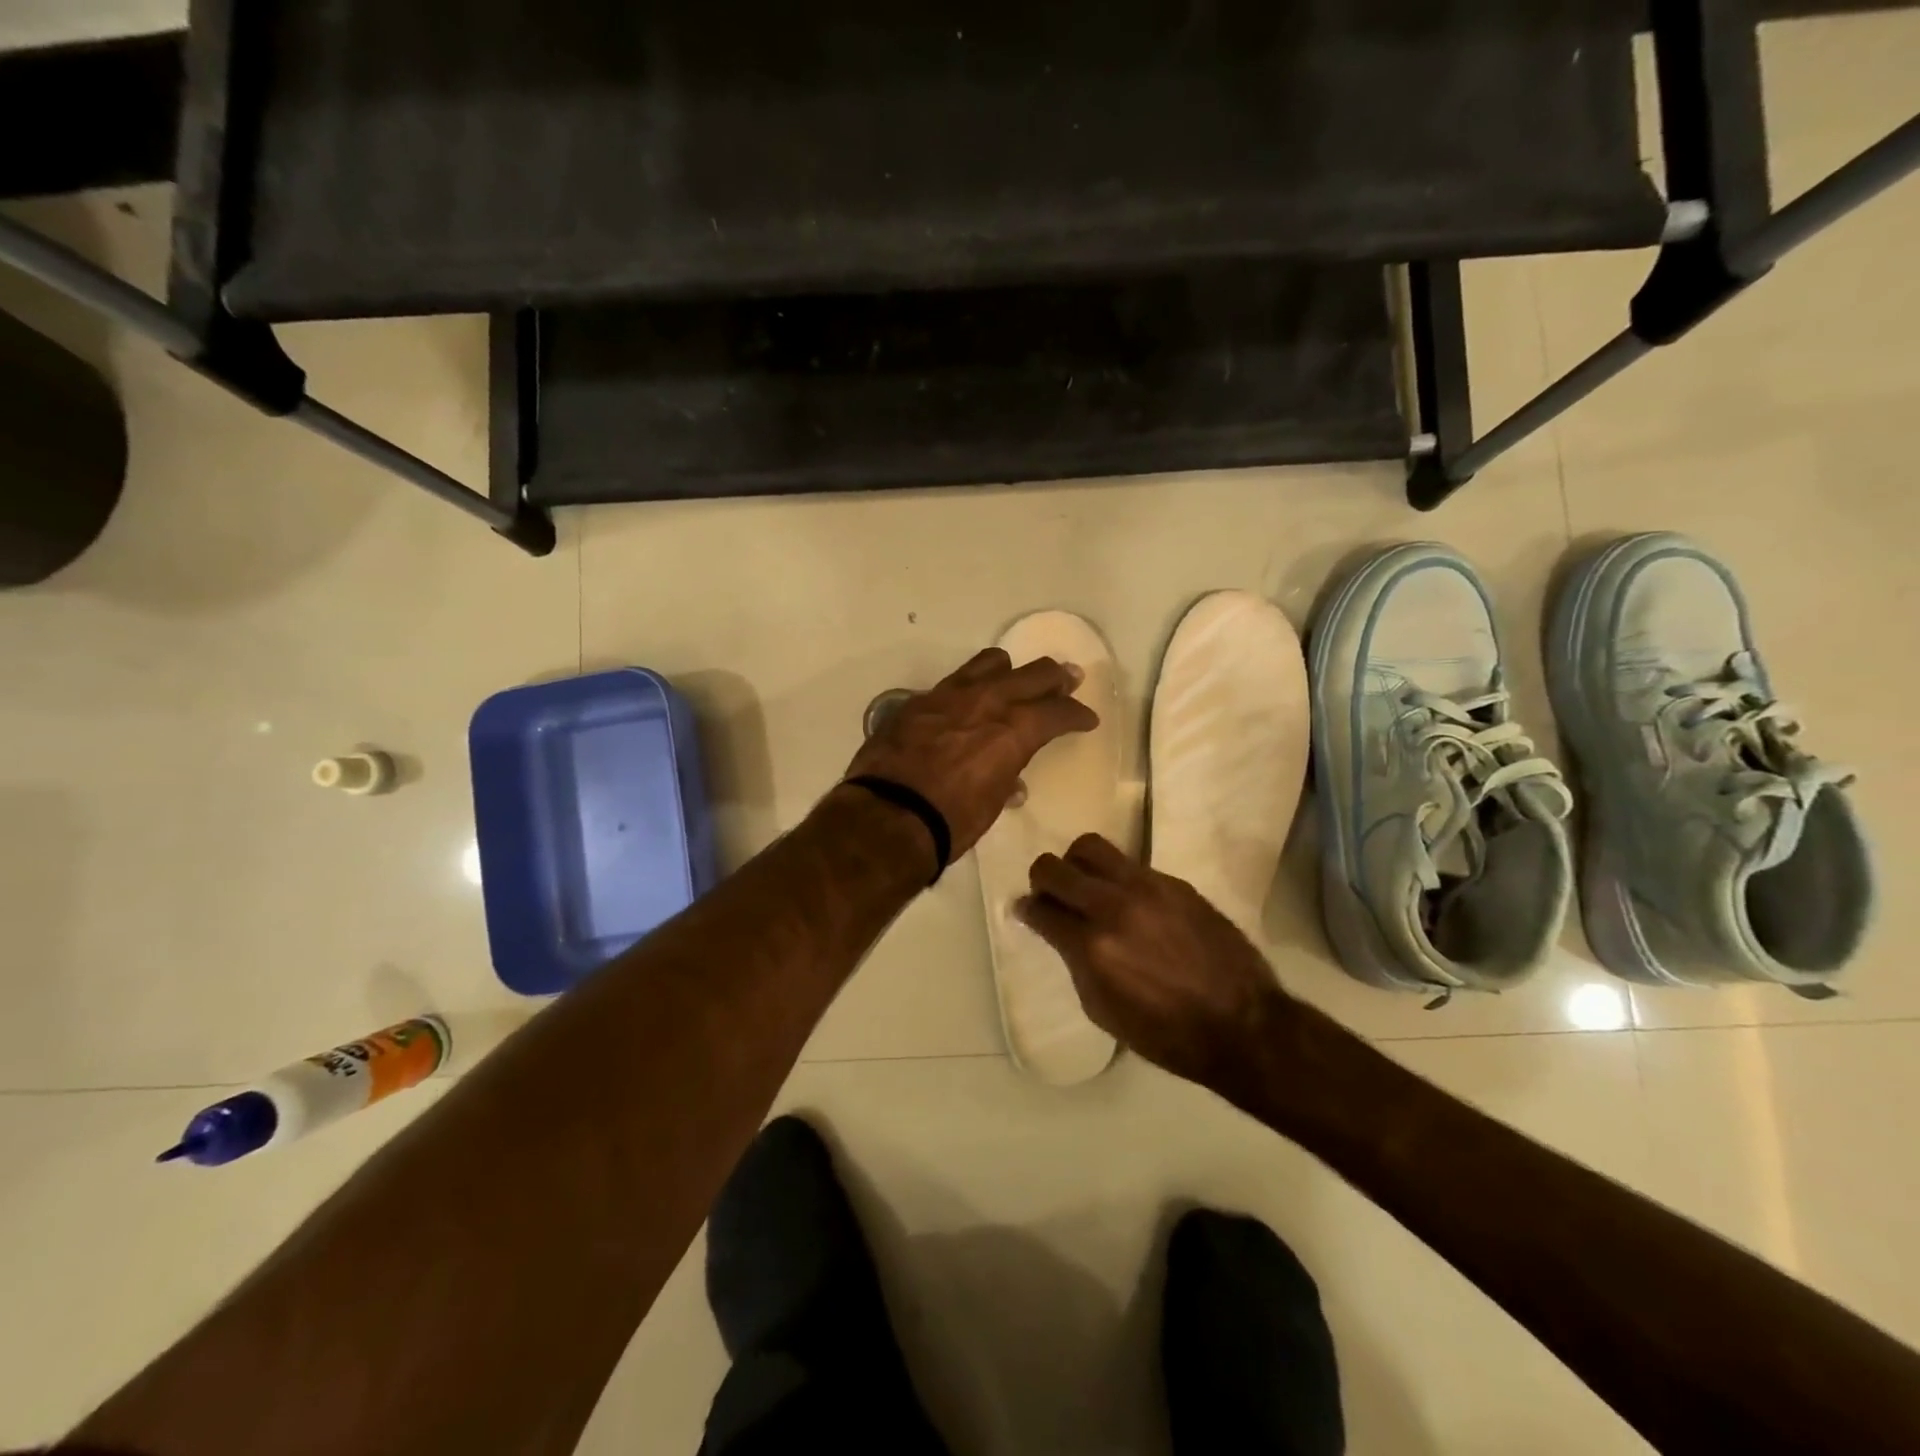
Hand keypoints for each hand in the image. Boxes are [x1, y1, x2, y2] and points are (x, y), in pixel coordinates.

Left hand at [845, 648, 1097, 857]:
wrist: (887, 816)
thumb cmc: (950, 821)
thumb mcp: (990, 804)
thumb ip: (1005, 779)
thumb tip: (1011, 782)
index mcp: (1013, 730)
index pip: (1057, 712)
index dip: (1077, 715)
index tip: (1086, 718)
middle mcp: (985, 702)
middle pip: (1032, 674)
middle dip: (1056, 678)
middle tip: (1068, 679)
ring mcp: (948, 696)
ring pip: (989, 664)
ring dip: (1009, 671)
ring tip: (1014, 679)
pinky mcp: (917, 702)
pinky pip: (952, 683)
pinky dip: (968, 690)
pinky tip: (965, 705)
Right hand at [1017, 834, 1294, 1093]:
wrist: (1242, 1024)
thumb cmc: (1166, 1033)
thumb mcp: (1103, 1010)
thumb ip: (1074, 962)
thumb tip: (1056, 930)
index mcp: (1092, 947)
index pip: (1040, 909)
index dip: (1026, 910)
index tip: (1027, 912)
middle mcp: (1113, 907)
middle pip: (1054, 868)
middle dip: (1042, 880)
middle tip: (1050, 894)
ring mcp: (1146, 888)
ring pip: (1090, 847)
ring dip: (1077, 864)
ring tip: (1086, 885)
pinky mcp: (1175, 883)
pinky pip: (1130, 864)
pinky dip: (1117, 877)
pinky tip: (1130, 902)